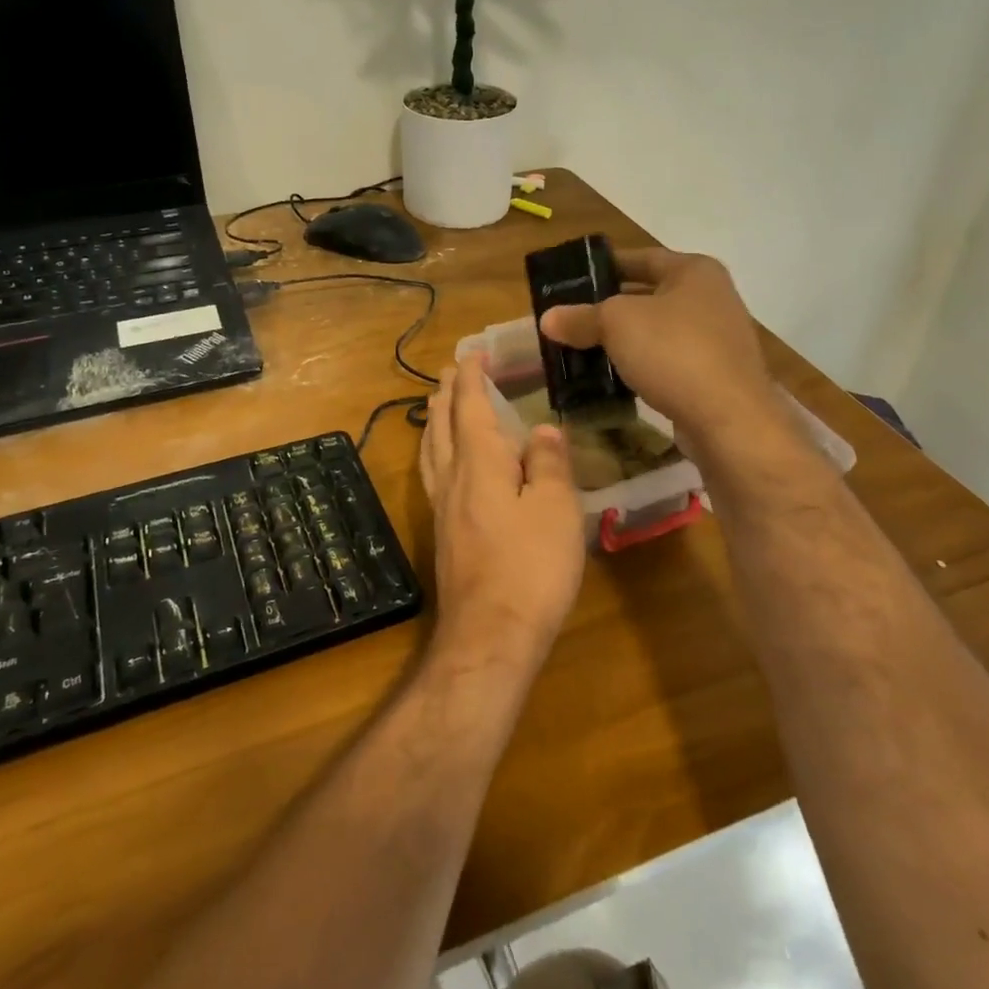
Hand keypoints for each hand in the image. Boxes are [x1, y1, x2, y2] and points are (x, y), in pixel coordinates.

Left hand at [419, 355, 584, 667]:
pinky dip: (435, 450)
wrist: (489, 634)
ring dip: (435, 419)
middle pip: (443, 423)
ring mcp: (442, 506)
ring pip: (431, 448)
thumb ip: (549, 464)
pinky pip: (432, 473)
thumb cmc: (530, 567)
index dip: (471, 378)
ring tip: (438, 405)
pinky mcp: (443, 532)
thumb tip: (542, 429)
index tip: (473, 354)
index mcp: (479, 462)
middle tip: (451, 370)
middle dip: (448, 393)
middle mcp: (452, 476)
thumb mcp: (556, 510)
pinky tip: (443, 463)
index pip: (471, 406)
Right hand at [538, 248, 793, 456]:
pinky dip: (640, 366)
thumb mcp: (616, 323)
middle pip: (648, 295)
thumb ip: (581, 317)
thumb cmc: (674, 352)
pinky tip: (612, 378)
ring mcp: (717, 340)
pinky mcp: (714, 377)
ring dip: (623, 340)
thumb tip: (547, 319)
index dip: (604, 265)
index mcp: (695, 271)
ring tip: (582, 349)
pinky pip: (667, 362)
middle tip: (570, 316)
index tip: (571, 278)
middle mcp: (711, 298)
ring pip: (656, 332)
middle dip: (608, 307)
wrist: (729, 420)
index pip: (641, 257)